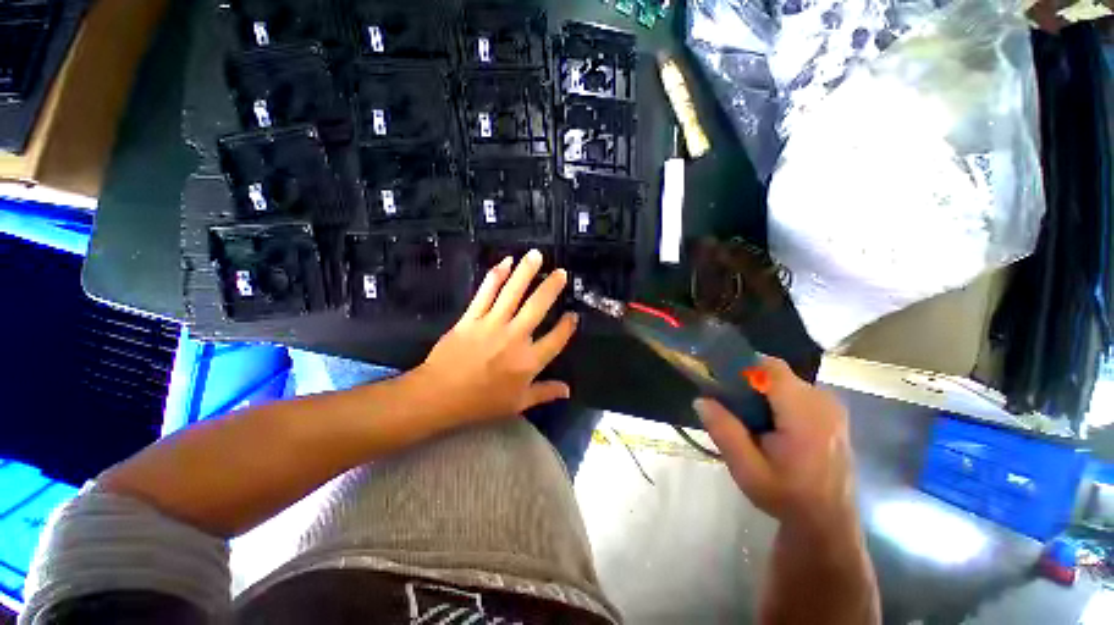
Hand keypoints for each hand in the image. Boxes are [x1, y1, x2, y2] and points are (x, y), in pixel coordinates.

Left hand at [412, 250, 578, 426]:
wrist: (442, 394)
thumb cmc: (481, 403)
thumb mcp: (517, 404)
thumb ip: (543, 393)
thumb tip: (568, 390)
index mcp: (528, 362)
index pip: (555, 339)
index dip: (567, 327)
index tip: (573, 315)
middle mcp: (515, 338)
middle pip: (537, 307)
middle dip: (551, 288)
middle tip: (561, 272)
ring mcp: (492, 324)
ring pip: (513, 292)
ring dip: (526, 272)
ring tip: (536, 255)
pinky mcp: (471, 318)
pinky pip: (485, 292)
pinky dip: (496, 276)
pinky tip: (505, 262)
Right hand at [694, 357, 857, 534]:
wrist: (827, 519)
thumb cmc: (787, 496)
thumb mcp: (749, 471)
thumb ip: (727, 433)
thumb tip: (702, 400)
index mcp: (801, 408)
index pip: (770, 367)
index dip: (746, 373)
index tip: (729, 396)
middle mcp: (822, 397)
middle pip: (782, 379)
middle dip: (759, 395)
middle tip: (744, 428)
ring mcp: (834, 406)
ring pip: (795, 390)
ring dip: (776, 405)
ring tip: (765, 440)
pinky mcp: (839, 416)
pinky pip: (809, 401)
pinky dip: (793, 412)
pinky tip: (788, 444)